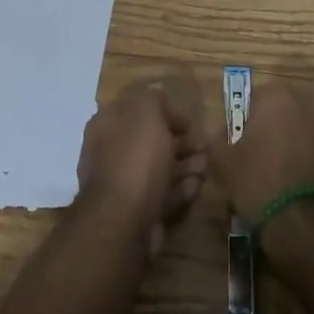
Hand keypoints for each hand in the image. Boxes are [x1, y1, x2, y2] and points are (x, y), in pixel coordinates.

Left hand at [75, 80, 206, 254]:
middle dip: (180, 142)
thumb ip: (153, 99)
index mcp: (108, 125)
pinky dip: (180, 189)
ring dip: (184, 165)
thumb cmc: (135, 159)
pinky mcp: (136, 212)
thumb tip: (157, 91)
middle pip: (150, 141)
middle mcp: (111, 152)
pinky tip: (197, 186)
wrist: (123, 222)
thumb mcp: (147, 114)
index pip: (138, 111)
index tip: (191, 121)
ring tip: (206, 166)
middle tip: (204, 146)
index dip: (166, 112)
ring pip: (158, 169)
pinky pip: (161, 195)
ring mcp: (123, 185)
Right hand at [211, 78, 313, 222]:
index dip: (245, 122)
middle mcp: (308, 102)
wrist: (305, 226)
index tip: (240, 145)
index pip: (255, 98)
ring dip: (290, 143)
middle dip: (270, 129)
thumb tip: (220, 135)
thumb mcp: (223, 161)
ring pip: (301, 129)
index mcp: (277, 96)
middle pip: (282, 111)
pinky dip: (307, 158)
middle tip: (256, 158)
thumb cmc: (258, 182)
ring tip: (277, 174)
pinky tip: (295, 183)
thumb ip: (217, 138)